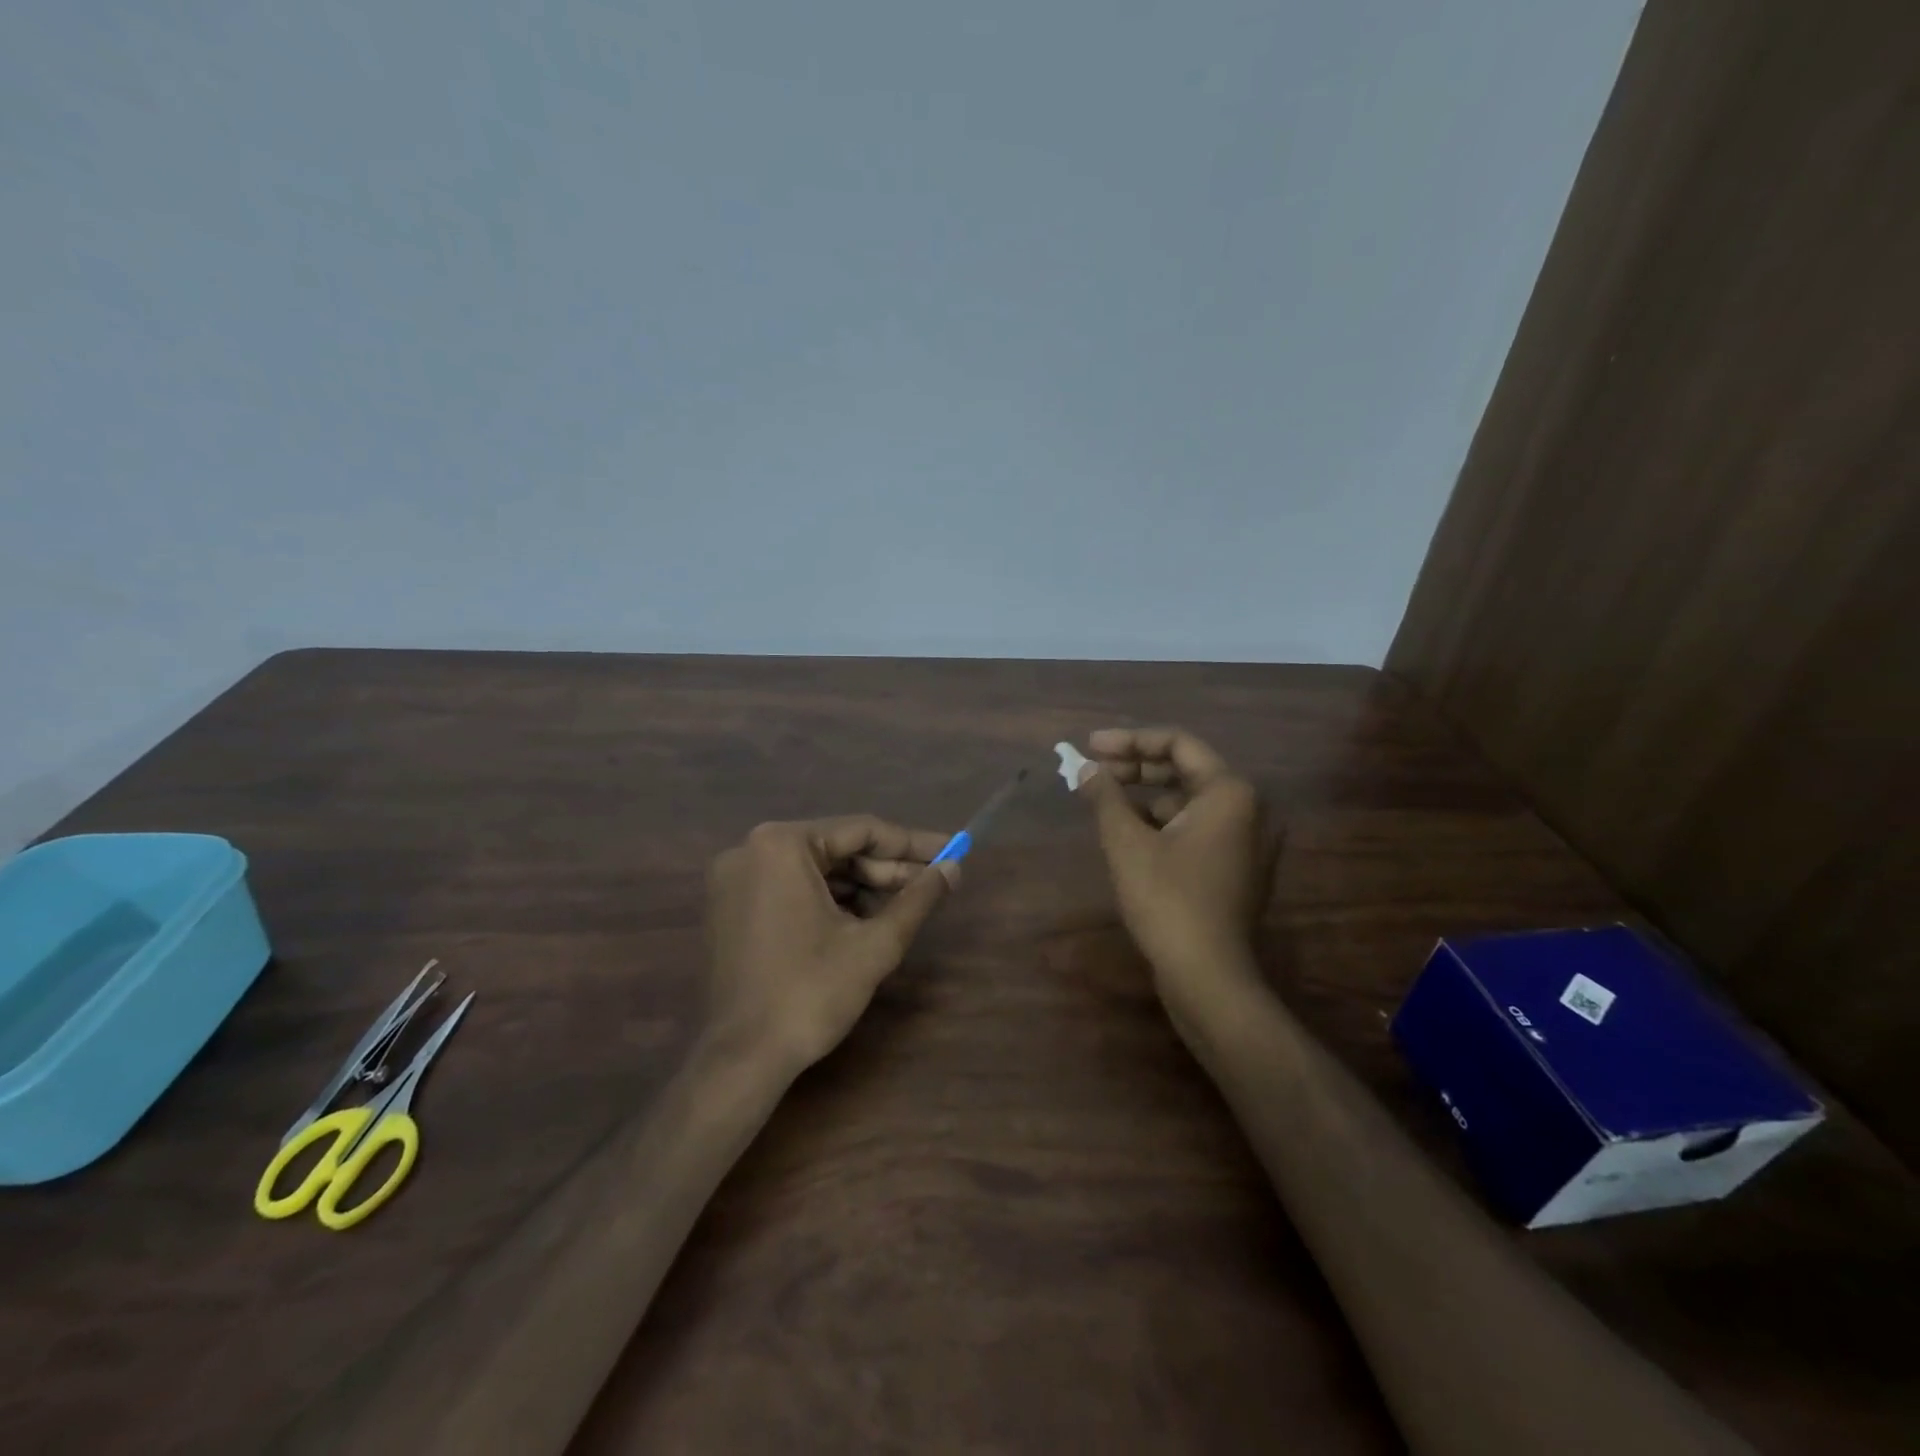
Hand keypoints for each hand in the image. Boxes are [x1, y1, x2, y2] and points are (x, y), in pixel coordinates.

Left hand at [705, 815, 957, 1073]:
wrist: (742, 1059)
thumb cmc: (811, 992)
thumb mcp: (875, 943)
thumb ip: (918, 898)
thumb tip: (954, 868)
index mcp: (782, 844)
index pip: (861, 831)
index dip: (912, 844)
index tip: (952, 850)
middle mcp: (751, 849)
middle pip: (836, 849)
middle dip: (886, 869)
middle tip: (932, 883)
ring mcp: (735, 879)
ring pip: (815, 870)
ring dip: (861, 886)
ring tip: (905, 906)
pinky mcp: (730, 907)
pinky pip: (790, 888)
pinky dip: (828, 900)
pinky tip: (864, 920)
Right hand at [1075, 728, 1272, 1012]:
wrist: (1208, 977)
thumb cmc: (1168, 900)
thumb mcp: (1127, 843)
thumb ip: (1105, 797)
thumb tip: (1085, 769)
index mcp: (1229, 792)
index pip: (1177, 743)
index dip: (1130, 740)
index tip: (1090, 747)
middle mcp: (1247, 809)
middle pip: (1184, 770)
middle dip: (1135, 768)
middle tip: (1091, 771)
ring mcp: (1244, 841)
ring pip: (1187, 802)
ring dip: (1144, 797)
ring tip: (1102, 802)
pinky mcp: (1234, 868)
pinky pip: (1194, 829)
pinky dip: (1160, 823)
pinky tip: (1127, 834)